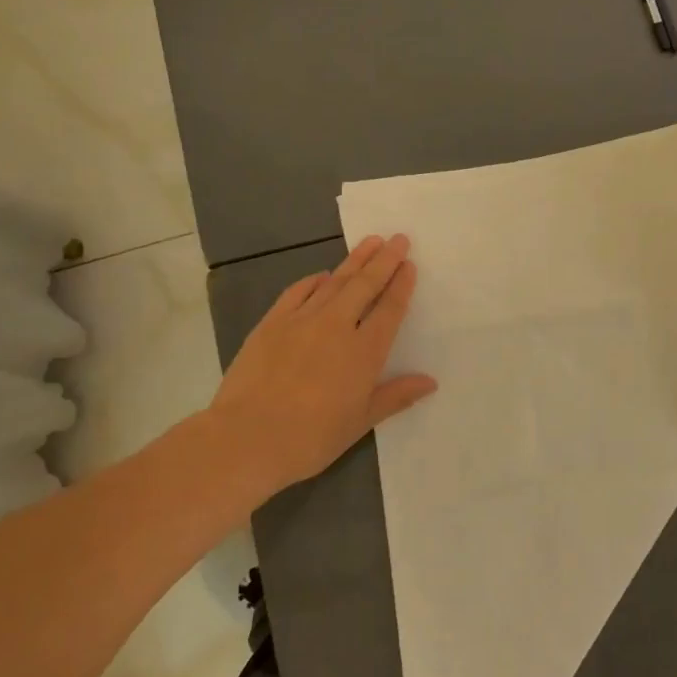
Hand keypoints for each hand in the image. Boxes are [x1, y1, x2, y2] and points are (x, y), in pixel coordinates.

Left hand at [208, 234, 437, 499]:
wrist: (246, 438)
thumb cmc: (311, 437)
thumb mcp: (360, 422)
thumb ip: (395, 396)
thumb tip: (430, 381)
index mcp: (364, 352)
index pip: (389, 310)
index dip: (401, 286)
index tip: (409, 265)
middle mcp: (337, 327)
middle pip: (365, 285)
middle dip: (384, 260)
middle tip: (398, 239)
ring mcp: (301, 321)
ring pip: (334, 282)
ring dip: (354, 261)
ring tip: (370, 242)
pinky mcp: (271, 324)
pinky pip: (297, 292)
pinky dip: (313, 280)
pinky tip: (322, 275)